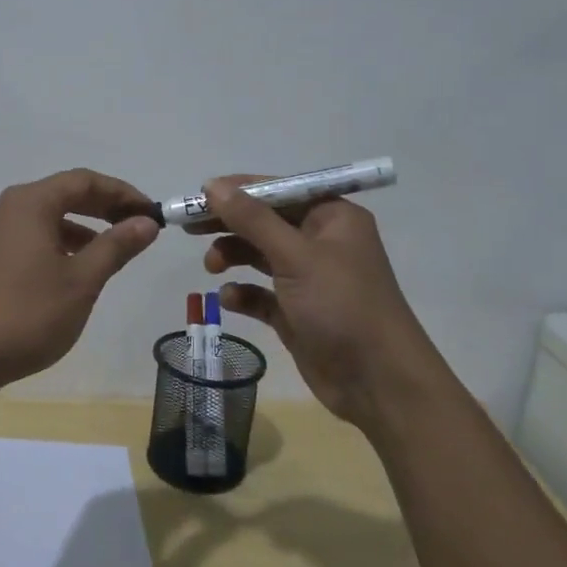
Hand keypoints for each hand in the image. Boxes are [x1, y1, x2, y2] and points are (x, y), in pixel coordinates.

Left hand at [0, 168, 158, 389]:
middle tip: (140, 226)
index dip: (122, 193)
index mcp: (31, 203)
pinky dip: (64, 243)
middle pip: (66, 193)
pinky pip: (36, 235)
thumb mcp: (82, 280)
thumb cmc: (28, 314)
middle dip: (106, 206)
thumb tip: (146, 221)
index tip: (152, 212)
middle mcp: (11, 208)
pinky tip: (80, 267)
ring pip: (51, 216)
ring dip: (86, 226)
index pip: (85, 181)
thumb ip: (116, 246)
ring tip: (116, 248)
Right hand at [194, 177, 443, 427]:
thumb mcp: (296, 256)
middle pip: (264, 221)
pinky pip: (261, 293)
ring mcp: (309, 279)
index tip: (198, 196)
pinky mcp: (297, 312)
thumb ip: (252, 219)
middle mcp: (321, 242)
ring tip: (212, 267)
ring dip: (233, 256)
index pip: (278, 190)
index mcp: (331, 217)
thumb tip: (213, 185)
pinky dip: (244, 292)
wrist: (378, 381)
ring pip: (260, 255)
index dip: (238, 190)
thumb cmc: (342, 305)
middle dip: (229, 224)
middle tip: (188, 227)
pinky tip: (230, 298)